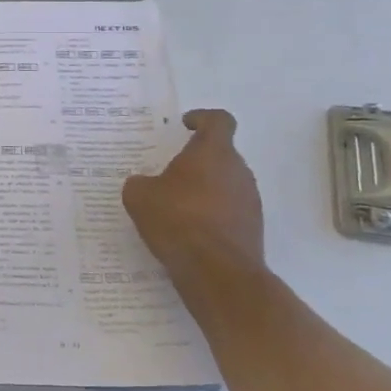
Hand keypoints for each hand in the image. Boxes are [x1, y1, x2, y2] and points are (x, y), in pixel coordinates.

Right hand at [121, 108, 264, 278]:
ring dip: (204, 188)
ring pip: (225, 182)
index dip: (202, 118)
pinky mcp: (252, 228)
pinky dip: (211, 213)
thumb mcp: (139, 196)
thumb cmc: (177, 219)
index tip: (184, 126)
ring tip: (175, 205)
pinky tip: (187, 230)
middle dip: (196, 160)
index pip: (218, 120)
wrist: (217, 272)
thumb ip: (140, 182)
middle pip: (221, 154)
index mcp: (213, 152)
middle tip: (168, 172)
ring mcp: (250, 200)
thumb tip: (146, 184)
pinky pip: (229, 209)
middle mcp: (238, 171)